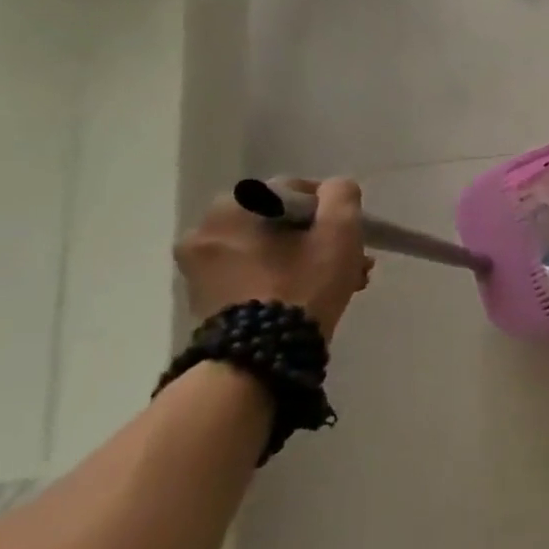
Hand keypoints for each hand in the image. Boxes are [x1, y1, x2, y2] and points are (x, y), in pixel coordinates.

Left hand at [175, 178, 373, 340]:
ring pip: (269, 249)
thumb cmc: (301, 286)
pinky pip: (253, 274)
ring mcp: (199, 269)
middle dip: (318, 239)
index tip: (350, 235)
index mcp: (232, 208)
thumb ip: (341, 196)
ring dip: (305, 259)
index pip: (294, 192)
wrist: (259, 359)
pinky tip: (311, 296)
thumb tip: (334, 189)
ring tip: (341, 283)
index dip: (329, 210)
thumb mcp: (339, 232)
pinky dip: (282, 278)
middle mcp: (205, 231)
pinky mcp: (204, 299)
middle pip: (281, 224)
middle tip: (350, 260)